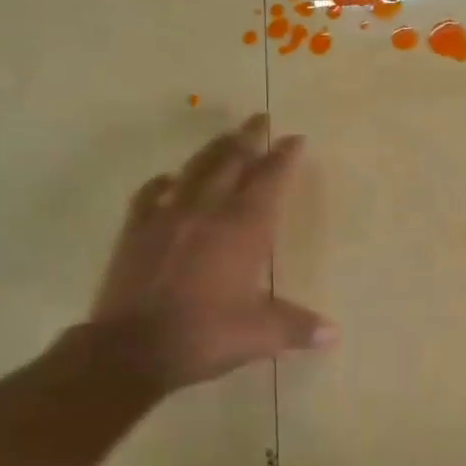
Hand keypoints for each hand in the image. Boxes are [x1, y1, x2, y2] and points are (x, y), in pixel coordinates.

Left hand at [77, 114, 335, 395]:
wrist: (131, 348)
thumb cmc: (204, 334)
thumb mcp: (260, 334)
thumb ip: (298, 328)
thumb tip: (334, 334)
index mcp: (243, 228)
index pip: (269, 180)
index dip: (284, 157)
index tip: (295, 138)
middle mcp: (208, 210)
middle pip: (232, 161)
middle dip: (250, 137)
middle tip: (260, 118)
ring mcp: (168, 216)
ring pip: (196, 169)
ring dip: (214, 149)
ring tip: (227, 137)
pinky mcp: (137, 230)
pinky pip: (152, 194)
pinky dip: (166, 181)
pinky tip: (170, 178)